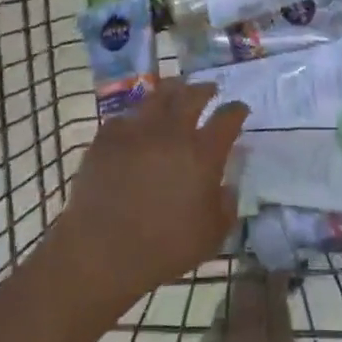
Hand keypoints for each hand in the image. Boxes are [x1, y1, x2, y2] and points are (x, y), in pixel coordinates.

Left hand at [45, 80, 248, 312]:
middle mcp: (173, 132)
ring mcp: (138, 129)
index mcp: (203, 153)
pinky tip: (136, 123)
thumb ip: (226, 206)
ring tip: (175, 92)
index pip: (227, 118)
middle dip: (205, 90)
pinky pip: (126, 116)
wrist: (102, 251)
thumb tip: (227, 186)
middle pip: (193, 96)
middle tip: (209, 90)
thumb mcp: (212, 236)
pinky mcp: (108, 136)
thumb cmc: (164, 248)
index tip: (239, 109)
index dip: (236, 110)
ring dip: (172, 91)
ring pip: (158, 96)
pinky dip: (136, 117)